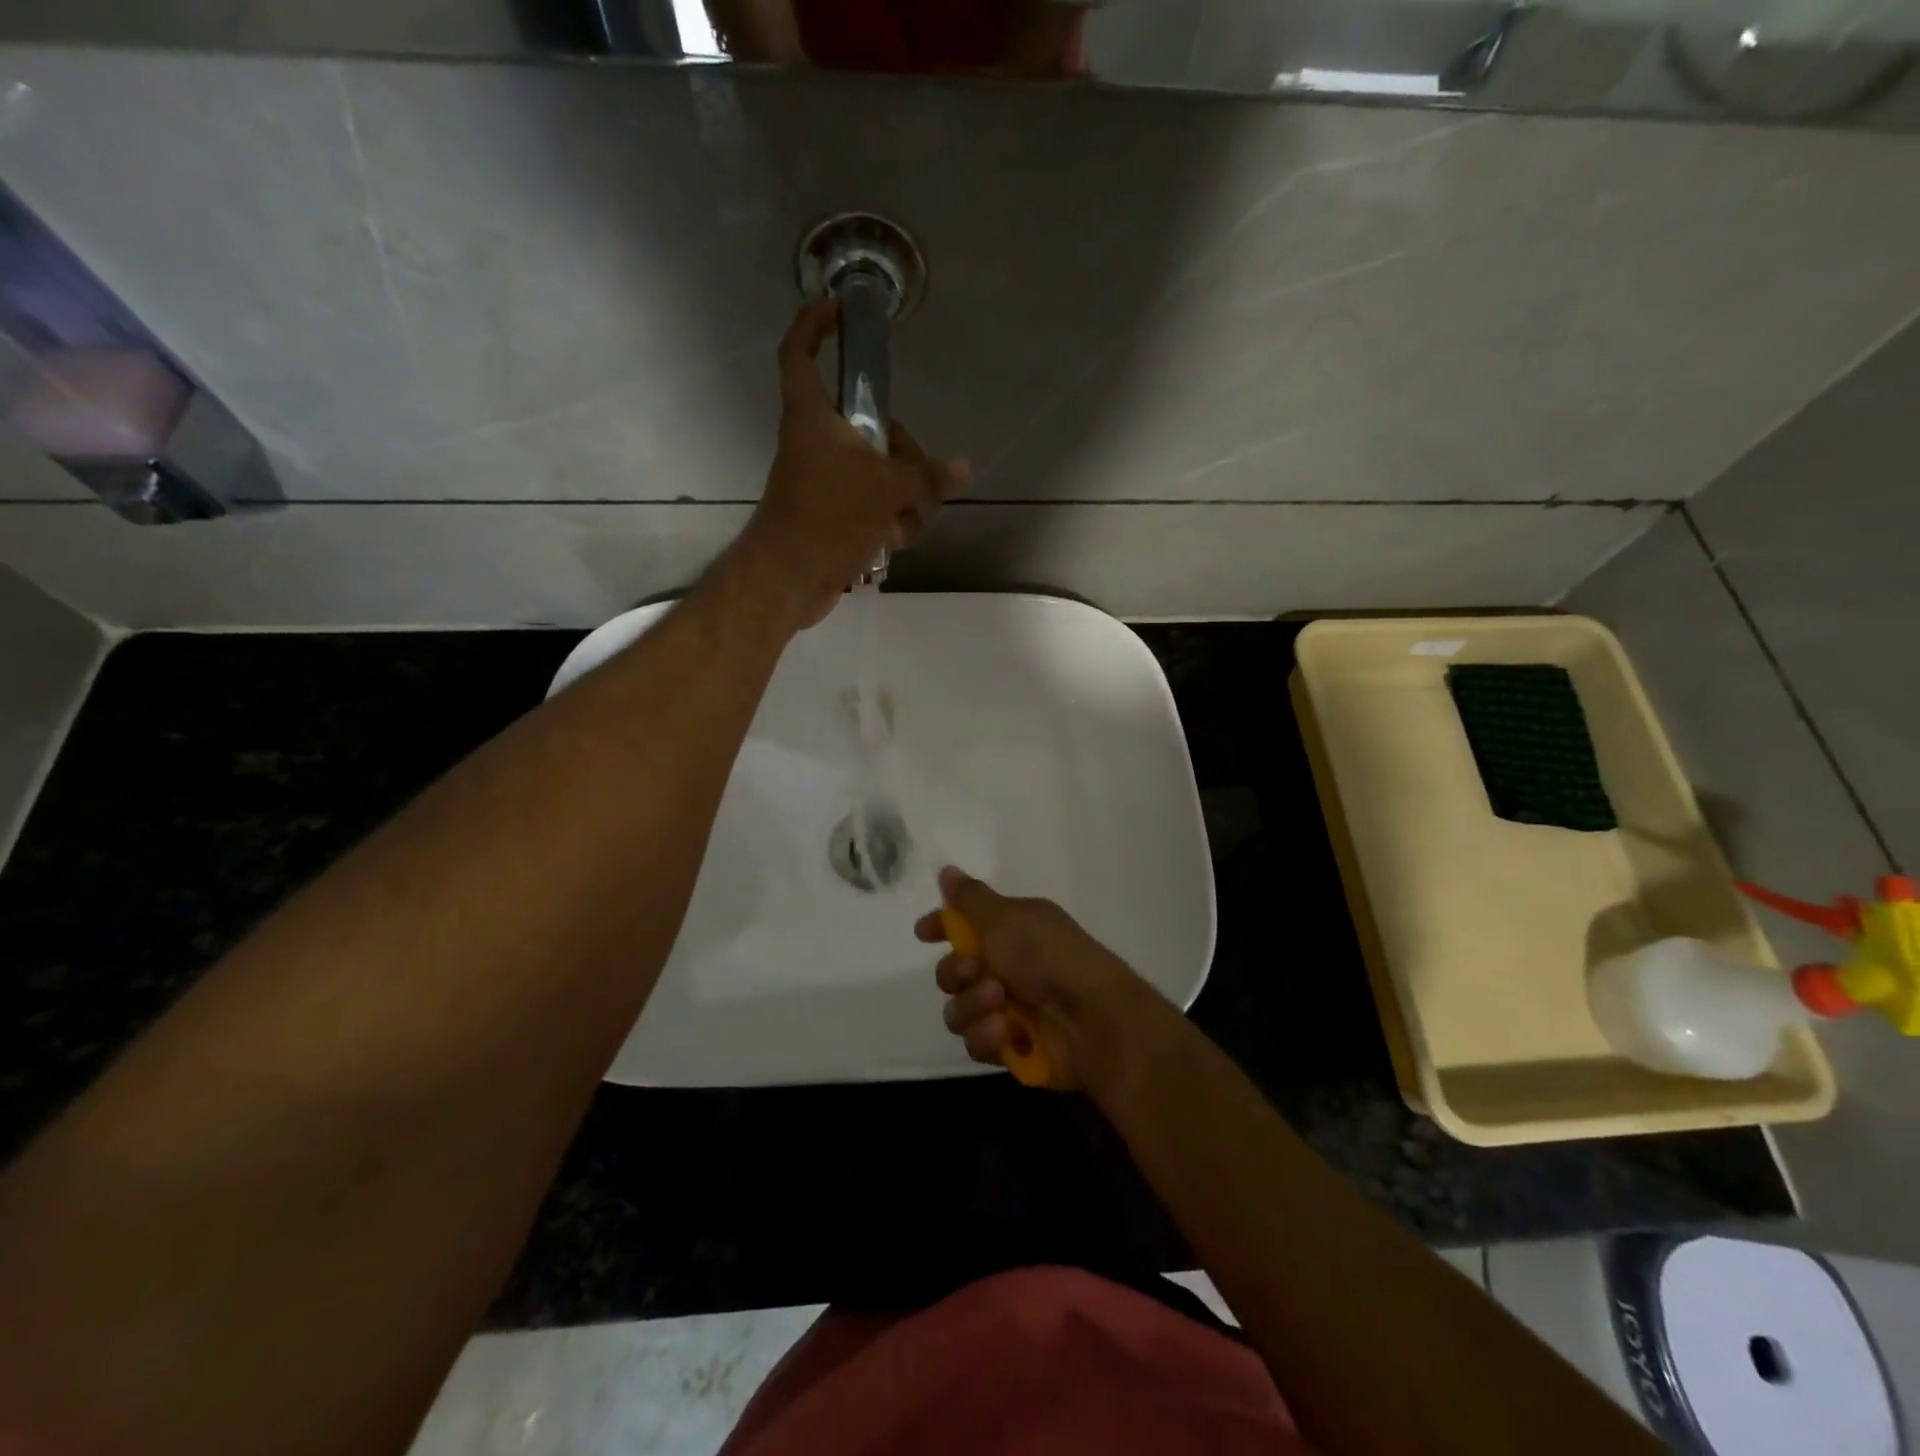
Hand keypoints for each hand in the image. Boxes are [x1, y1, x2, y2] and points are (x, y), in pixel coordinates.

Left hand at [728, 301, 969, 627]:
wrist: (791, 580)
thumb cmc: (827, 518)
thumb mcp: (886, 489)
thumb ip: (927, 476)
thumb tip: (963, 469)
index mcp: (813, 417)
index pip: (800, 353)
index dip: (814, 324)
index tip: (840, 309)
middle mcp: (818, 443)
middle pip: (870, 426)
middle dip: (903, 452)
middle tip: (919, 476)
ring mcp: (827, 482)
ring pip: (879, 472)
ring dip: (903, 498)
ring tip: (905, 522)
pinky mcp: (835, 516)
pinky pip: (874, 506)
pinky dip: (889, 521)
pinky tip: (895, 541)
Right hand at [914, 867, 1171, 1094]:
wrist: (1092, 1019)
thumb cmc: (1049, 956)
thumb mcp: (1005, 918)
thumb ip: (969, 898)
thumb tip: (947, 870)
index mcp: (1012, 930)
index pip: (966, 924)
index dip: (942, 927)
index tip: (923, 933)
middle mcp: (1008, 966)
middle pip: (952, 972)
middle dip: (956, 972)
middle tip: (977, 971)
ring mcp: (1008, 1009)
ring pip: (958, 1010)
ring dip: (973, 1005)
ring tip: (999, 1005)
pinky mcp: (1011, 1046)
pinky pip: (976, 1042)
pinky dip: (987, 1036)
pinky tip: (1005, 1033)